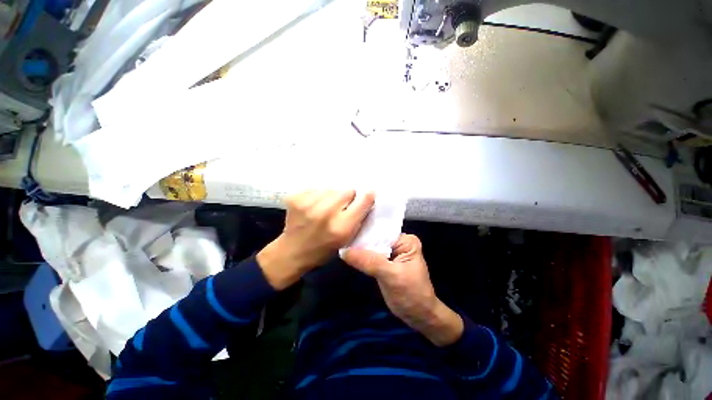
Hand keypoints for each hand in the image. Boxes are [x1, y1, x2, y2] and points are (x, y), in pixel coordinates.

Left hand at [257, 190, 374, 289]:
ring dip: (332, 196)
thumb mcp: (347, 240)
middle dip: (348, 197)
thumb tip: (367, 198)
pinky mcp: (296, 198)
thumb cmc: (323, 249)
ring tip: (325, 207)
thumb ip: (358, 219)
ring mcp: (309, 204)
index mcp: (342, 227)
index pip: (364, 200)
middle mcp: (326, 213)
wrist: (292, 252)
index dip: (367, 196)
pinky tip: (313, 206)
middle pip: (348, 190)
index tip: (367, 195)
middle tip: (341, 206)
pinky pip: (316, 188)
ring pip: (332, 187)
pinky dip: (317, 195)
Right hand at [342, 234, 463, 346]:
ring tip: (342, 245)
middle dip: (360, 241)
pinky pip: (370, 256)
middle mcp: (399, 243)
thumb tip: (344, 251)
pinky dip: (361, 258)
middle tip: (341, 240)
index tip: (346, 233)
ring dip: (359, 250)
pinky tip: (349, 256)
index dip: (364, 232)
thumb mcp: (391, 276)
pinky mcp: (385, 263)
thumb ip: (369, 261)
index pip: (381, 232)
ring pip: (371, 247)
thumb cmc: (411, 294)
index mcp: (406, 240)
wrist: (418, 317)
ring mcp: (392, 253)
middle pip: (375, 238)